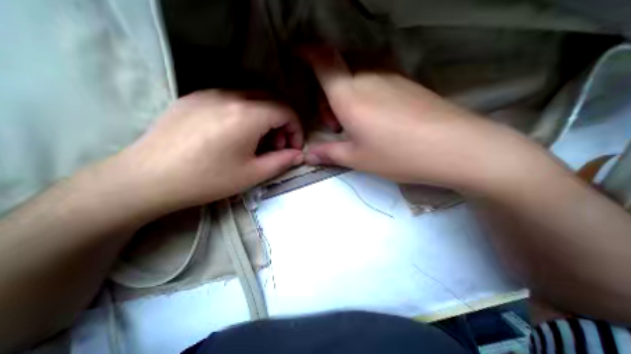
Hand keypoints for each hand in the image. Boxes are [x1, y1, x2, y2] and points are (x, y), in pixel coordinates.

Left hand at [109, 89, 304, 212]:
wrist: (148, 179)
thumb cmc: (208, 179)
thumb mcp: (253, 174)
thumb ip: (282, 161)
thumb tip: (299, 154)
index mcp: (247, 115)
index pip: (286, 111)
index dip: (296, 129)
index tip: (293, 148)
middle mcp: (231, 96)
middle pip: (272, 100)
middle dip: (283, 123)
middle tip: (277, 146)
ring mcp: (210, 93)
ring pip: (253, 97)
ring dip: (265, 117)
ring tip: (258, 141)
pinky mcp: (195, 97)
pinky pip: (232, 99)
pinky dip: (246, 113)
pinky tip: (237, 133)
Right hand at [306, 51, 542, 191]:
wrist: (453, 147)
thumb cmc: (397, 154)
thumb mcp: (357, 158)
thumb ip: (329, 154)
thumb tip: (309, 156)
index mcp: (349, 95)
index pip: (323, 61)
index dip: (308, 52)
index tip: (298, 53)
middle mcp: (368, 77)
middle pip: (338, 69)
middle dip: (327, 92)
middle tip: (334, 122)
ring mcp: (391, 76)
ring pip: (356, 72)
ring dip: (346, 91)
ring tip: (353, 121)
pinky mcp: (406, 81)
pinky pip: (375, 76)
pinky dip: (364, 90)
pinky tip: (373, 114)